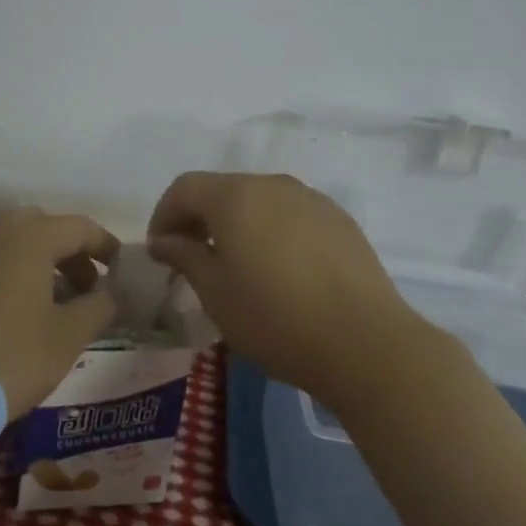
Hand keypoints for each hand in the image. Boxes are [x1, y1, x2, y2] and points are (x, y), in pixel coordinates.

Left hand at [0, 207, 119, 418]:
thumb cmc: (14, 356)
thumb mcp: (68, 336)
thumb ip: (99, 307)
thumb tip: (113, 294)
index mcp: (31, 237)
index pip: (79, 226)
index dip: (104, 244)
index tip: (118, 267)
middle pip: (41, 226)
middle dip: (68, 251)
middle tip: (83, 286)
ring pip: (8, 241)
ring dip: (35, 260)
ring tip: (48, 299)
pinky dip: (4, 271)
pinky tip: (9, 306)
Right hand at [147, 172, 441, 412]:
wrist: (366, 342)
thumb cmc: (275, 317)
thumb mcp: (215, 292)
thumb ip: (184, 256)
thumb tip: (163, 240)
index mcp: (235, 196)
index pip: (184, 188)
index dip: (164, 215)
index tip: (160, 251)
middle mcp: (272, 184)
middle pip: (222, 190)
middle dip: (199, 218)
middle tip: (191, 259)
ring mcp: (311, 199)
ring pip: (259, 201)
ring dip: (237, 224)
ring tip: (236, 265)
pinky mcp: (339, 220)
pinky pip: (291, 215)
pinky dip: (272, 231)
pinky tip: (279, 270)